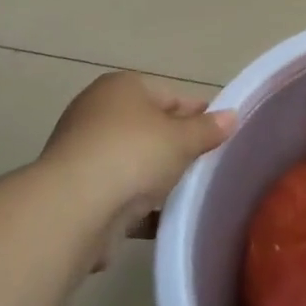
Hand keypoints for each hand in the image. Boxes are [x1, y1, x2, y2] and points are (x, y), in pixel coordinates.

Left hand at [36, 73, 235, 261]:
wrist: (74, 209)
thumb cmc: (133, 154)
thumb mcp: (182, 139)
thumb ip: (208, 129)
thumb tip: (231, 116)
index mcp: (121, 88)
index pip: (169, 95)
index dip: (198, 113)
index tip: (220, 133)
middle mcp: (97, 114)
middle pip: (150, 128)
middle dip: (177, 146)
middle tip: (208, 164)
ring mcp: (84, 153)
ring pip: (134, 162)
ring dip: (157, 177)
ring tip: (191, 193)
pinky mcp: (78, 191)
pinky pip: (119, 193)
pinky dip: (140, 204)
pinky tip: (165, 218)